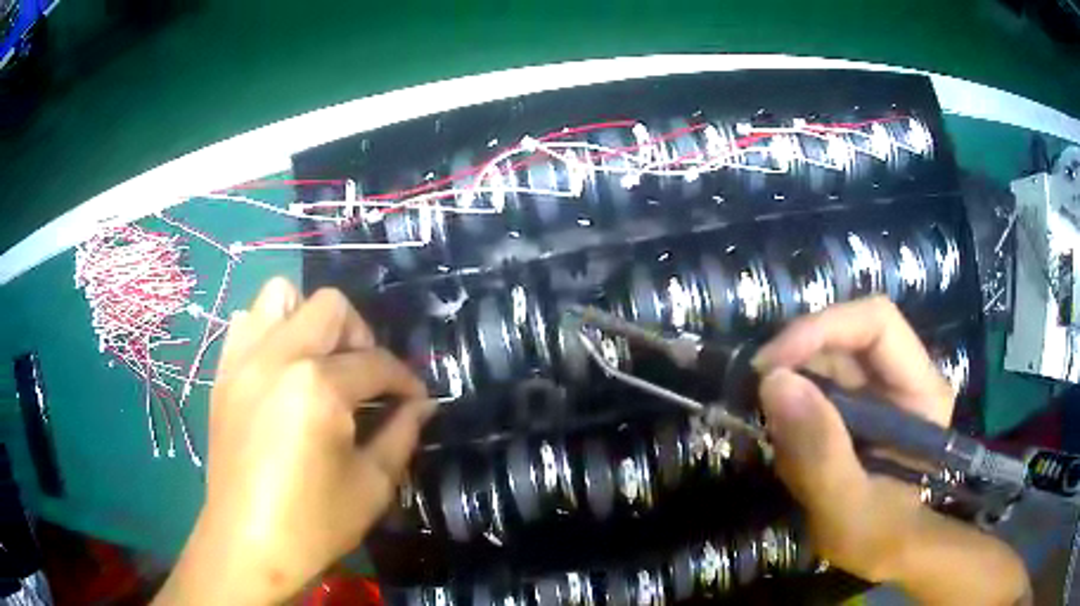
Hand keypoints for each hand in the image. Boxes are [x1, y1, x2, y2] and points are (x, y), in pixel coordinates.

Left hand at [156, 278, 431, 605]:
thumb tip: (422, 404)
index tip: (416, 399)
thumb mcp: (372, 484)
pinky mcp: (223, 374)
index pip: (376, 363)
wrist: (248, 545)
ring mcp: (243, 360)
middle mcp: (277, 356)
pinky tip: (281, 372)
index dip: (405, 380)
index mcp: (317, 387)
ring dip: (309, 322)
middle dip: (360, 336)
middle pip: (330, 307)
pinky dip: (270, 332)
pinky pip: (246, 323)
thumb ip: (401, 434)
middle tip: (366, 377)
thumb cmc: (314, 523)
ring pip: (280, 296)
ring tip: (319, 363)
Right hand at [753, 296, 1028, 604]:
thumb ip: (820, 453)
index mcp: (921, 390)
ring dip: (792, 386)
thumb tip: (774, 382)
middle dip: (799, 360)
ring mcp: (881, 387)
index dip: (823, 328)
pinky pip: (819, 382)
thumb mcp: (846, 508)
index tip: (771, 364)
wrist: (881, 551)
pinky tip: (787, 441)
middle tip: (757, 397)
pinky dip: (793, 405)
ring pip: (828, 356)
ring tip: (776, 434)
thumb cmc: (876, 536)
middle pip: (847, 334)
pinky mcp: (860, 403)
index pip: (876, 323)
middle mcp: (904, 374)